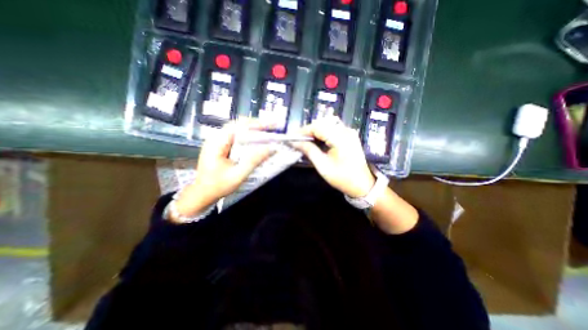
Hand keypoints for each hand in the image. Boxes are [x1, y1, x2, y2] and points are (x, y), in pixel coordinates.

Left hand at [173, 120, 273, 219]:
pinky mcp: (220, 145)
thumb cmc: (217, 186)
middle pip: (239, 124)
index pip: (239, 126)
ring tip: (267, 131)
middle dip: (257, 124)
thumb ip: (253, 161)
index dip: (257, 124)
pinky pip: (236, 136)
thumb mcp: (238, 175)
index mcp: (217, 143)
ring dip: (253, 129)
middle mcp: (216, 138)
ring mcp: (217, 141)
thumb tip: (270, 149)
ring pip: (237, 129)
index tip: (271, 125)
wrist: (202, 193)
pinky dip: (248, 135)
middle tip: (272, 127)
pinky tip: (256, 139)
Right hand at [292, 118, 373, 197]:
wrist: (362, 185)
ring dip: (314, 132)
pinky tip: (316, 141)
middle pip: (322, 123)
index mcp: (340, 138)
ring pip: (326, 125)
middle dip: (307, 131)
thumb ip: (309, 151)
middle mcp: (346, 131)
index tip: (291, 137)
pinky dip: (322, 134)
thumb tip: (295, 142)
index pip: (317, 127)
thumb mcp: (323, 166)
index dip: (303, 131)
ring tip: (304, 141)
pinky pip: (332, 130)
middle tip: (297, 140)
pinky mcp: (349, 136)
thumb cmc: (342, 178)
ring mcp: (349, 132)